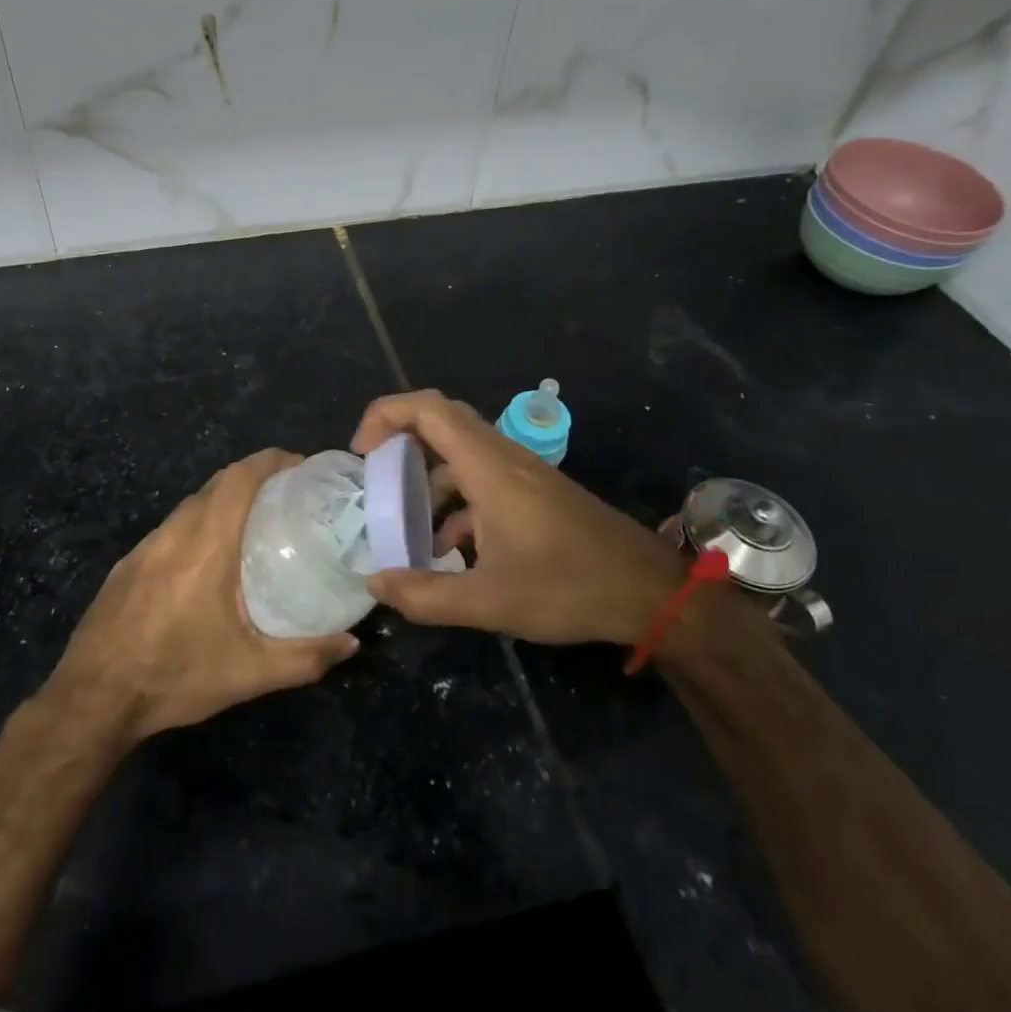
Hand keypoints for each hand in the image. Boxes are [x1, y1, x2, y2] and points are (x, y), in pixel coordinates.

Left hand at [46, 449, 359, 744]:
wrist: (93, 699)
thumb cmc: (175, 676)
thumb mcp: (249, 674)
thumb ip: (305, 657)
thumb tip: (352, 644)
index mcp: (206, 544)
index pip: (239, 478)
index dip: (271, 461)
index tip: (300, 465)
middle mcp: (174, 532)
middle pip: (217, 484)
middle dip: (254, 478)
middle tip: (288, 497)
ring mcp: (145, 546)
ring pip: (191, 505)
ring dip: (224, 501)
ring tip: (254, 525)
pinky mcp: (127, 564)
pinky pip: (171, 528)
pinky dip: (198, 525)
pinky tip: (207, 561)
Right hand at [352, 390, 687, 645]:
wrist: (649, 591)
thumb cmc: (570, 587)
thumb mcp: (490, 601)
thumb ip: (426, 595)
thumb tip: (374, 586)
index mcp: (488, 468)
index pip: (429, 410)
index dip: (385, 416)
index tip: (361, 453)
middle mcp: (502, 457)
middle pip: (441, 420)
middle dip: (399, 438)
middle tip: (373, 474)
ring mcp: (521, 473)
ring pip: (460, 450)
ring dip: (426, 475)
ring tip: (403, 521)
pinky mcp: (533, 491)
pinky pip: (480, 477)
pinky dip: (453, 499)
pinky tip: (448, 548)